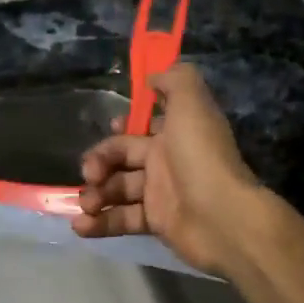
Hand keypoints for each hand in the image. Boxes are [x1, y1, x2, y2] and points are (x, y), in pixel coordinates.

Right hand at [75, 64, 265, 276]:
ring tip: (86, 204)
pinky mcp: (157, 223)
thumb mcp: (192, 103)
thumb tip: (153, 77)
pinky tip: (81, 226)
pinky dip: (99, 224)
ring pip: (118, 188)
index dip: (121, 127)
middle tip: (90, 173)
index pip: (141, 125)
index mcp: (175, 131)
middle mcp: (167, 160)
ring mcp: (161, 193)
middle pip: (122, 156)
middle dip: (99, 162)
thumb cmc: (201, 156)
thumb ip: (175, 79)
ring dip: (95, 195)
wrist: (222, 217)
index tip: (111, 130)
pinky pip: (122, 220)